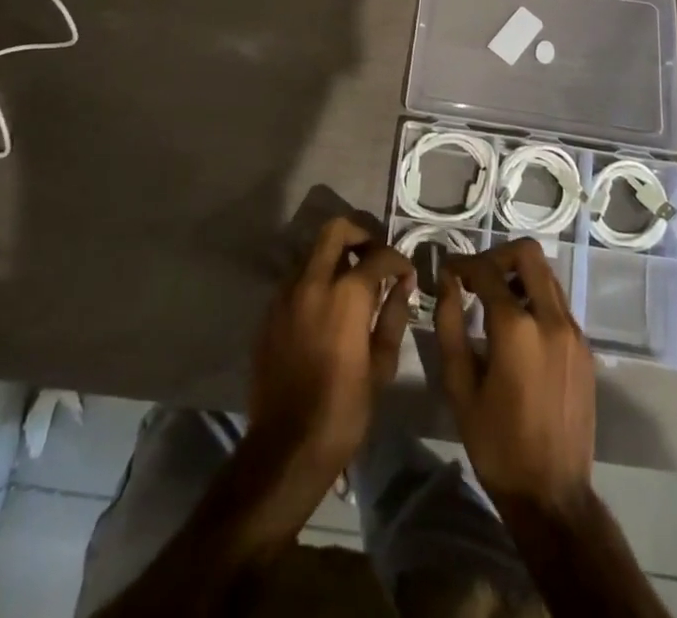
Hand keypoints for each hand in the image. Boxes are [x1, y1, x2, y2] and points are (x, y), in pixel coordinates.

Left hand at [248, 216, 414, 485]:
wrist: (286, 446)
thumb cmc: (343, 410)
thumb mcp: (380, 366)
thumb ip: (393, 316)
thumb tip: (402, 286)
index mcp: (346, 294)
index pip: (378, 256)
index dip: (398, 260)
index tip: (406, 274)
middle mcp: (313, 282)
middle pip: (336, 230)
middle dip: (361, 234)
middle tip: (375, 257)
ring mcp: (286, 293)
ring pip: (313, 251)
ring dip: (335, 255)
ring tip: (352, 281)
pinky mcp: (270, 310)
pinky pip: (296, 278)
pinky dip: (315, 278)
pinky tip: (327, 306)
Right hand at [437, 239, 595, 513]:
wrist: (553, 496)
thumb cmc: (497, 444)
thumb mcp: (460, 386)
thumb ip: (450, 325)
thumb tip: (446, 282)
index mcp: (517, 328)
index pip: (486, 270)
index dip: (462, 263)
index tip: (447, 270)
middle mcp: (551, 319)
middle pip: (528, 254)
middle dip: (498, 255)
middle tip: (476, 277)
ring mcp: (574, 333)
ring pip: (547, 276)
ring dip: (519, 275)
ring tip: (495, 300)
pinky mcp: (585, 349)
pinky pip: (559, 304)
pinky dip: (536, 299)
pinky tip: (518, 329)